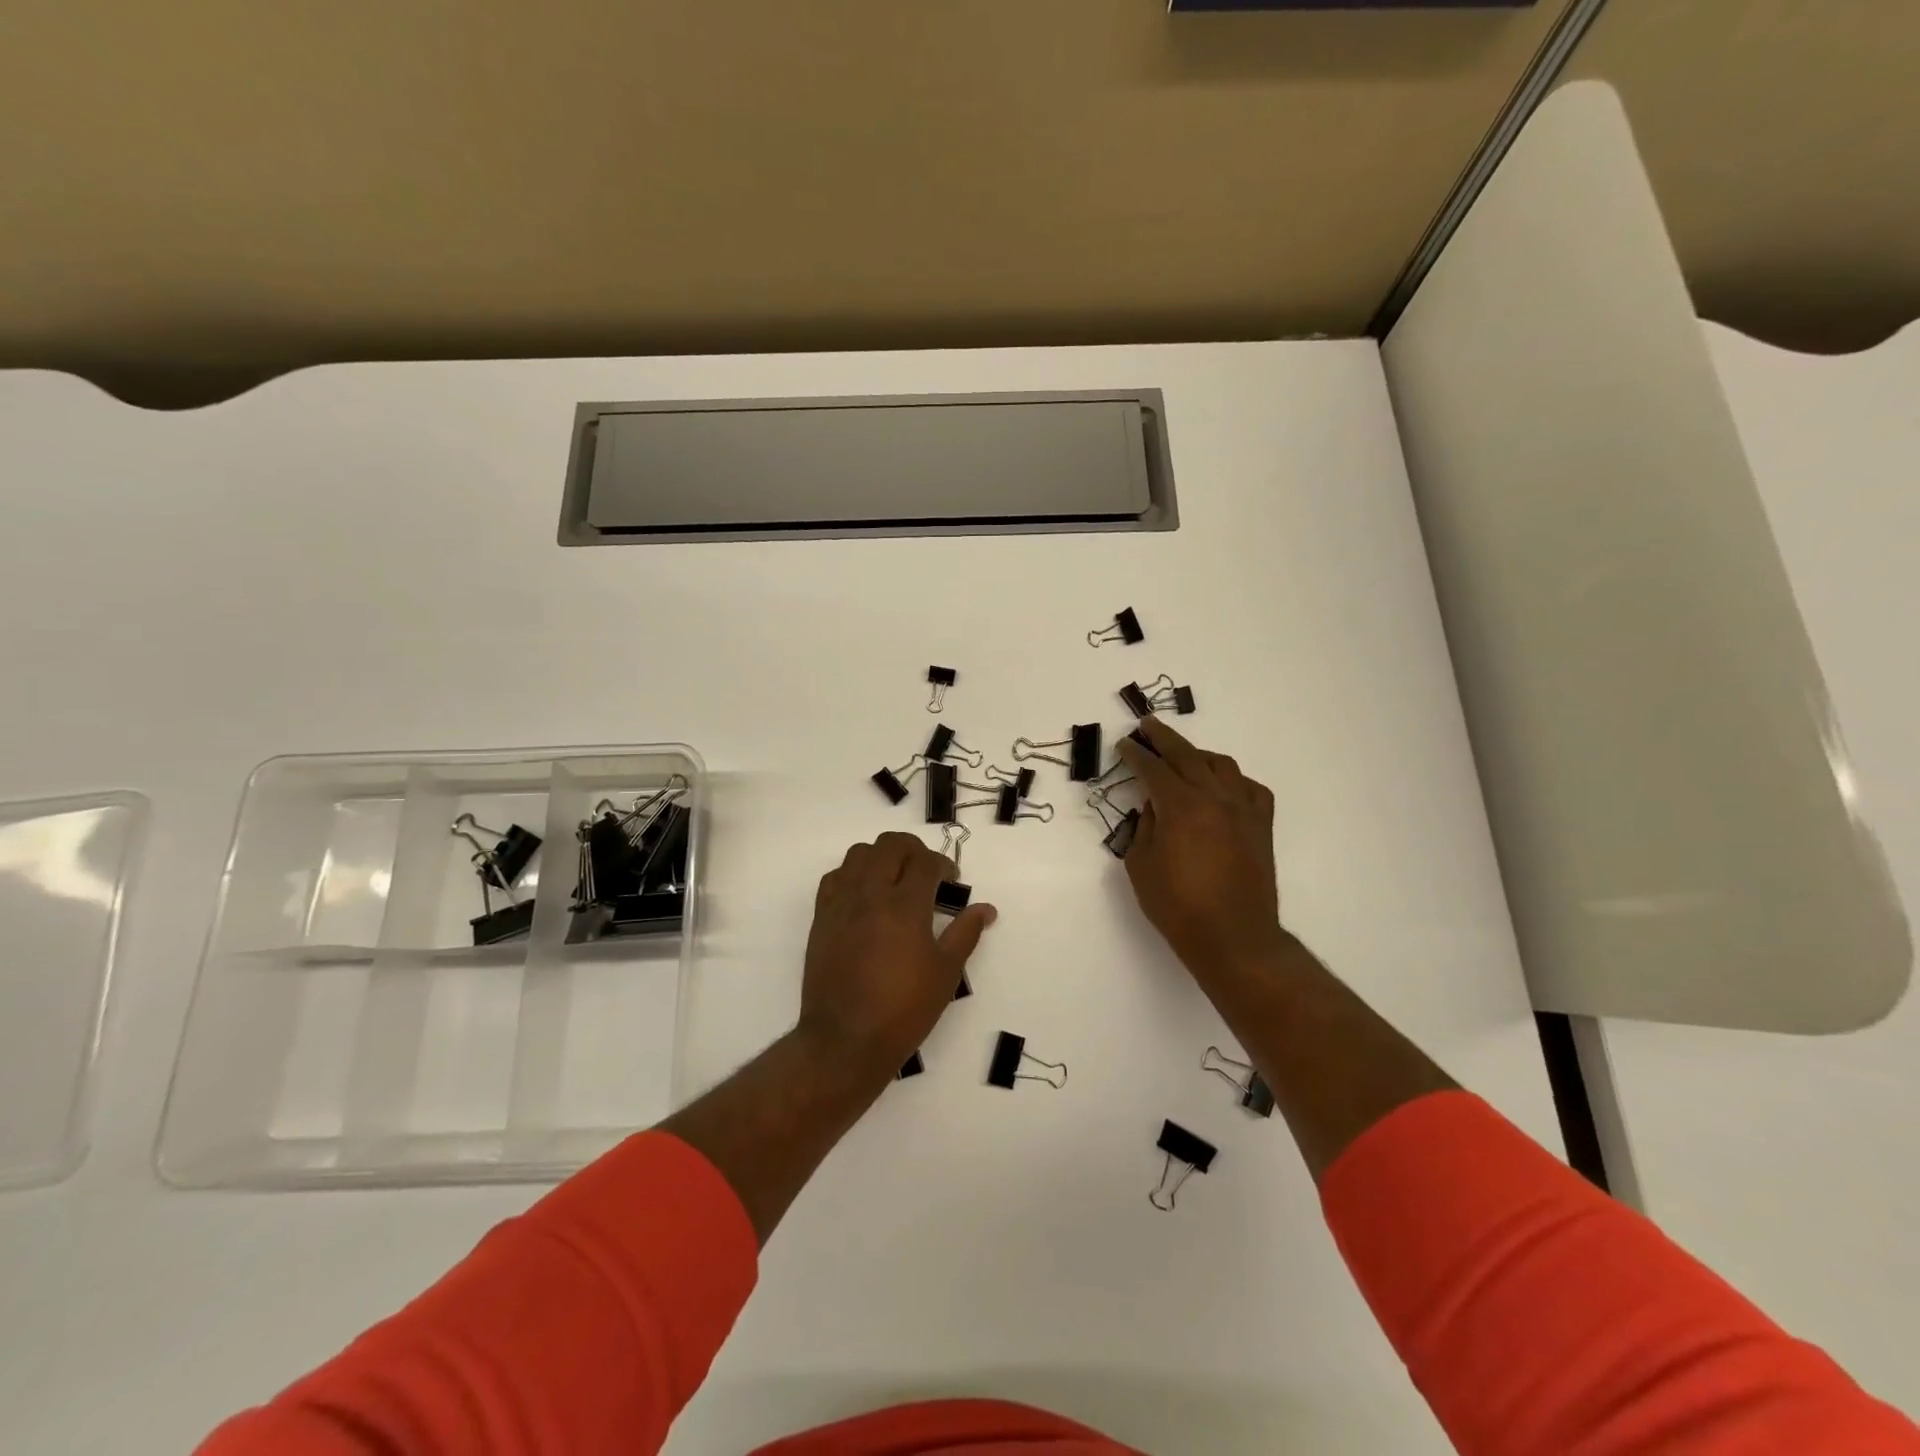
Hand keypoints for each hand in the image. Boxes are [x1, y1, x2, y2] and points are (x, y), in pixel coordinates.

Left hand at [797, 831, 996, 1080]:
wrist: (845, 1040)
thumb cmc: (903, 1010)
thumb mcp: (945, 973)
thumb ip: (965, 933)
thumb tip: (986, 909)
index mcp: (905, 906)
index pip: (925, 861)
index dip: (943, 864)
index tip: (951, 881)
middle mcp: (871, 894)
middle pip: (890, 845)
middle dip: (913, 850)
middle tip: (925, 872)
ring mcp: (841, 903)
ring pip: (859, 853)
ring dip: (881, 857)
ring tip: (894, 879)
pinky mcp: (821, 917)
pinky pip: (834, 877)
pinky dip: (852, 874)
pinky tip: (864, 895)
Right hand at [1116, 717, 1283, 978]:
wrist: (1233, 936)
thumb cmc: (1177, 905)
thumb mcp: (1141, 865)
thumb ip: (1144, 827)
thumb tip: (1153, 807)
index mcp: (1180, 805)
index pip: (1153, 768)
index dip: (1135, 754)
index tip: (1124, 743)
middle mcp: (1214, 797)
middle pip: (1187, 755)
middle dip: (1163, 738)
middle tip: (1147, 725)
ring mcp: (1243, 809)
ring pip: (1221, 765)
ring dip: (1198, 754)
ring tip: (1183, 754)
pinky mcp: (1261, 826)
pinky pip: (1250, 788)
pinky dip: (1232, 779)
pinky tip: (1222, 785)